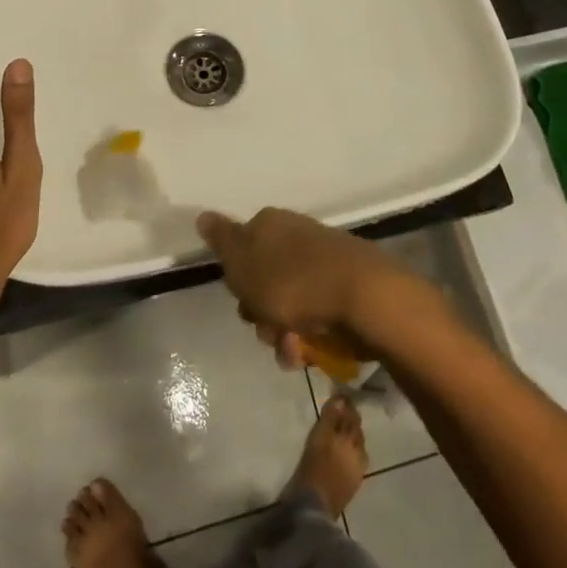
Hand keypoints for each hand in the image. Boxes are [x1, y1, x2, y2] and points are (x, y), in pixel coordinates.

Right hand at [196, 207, 425, 358]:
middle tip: (269, 331)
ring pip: (290, 303)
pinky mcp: (347, 286)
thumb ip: (221, 240)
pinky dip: (312, 335)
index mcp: (270, 224)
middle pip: (265, 281)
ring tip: (295, 351)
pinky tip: (314, 352)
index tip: (243, 303)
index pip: (241, 250)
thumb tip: (202, 215)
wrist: (364, 297)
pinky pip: (318, 313)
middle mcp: (296, 236)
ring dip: (285, 333)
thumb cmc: (292, 281)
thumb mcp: (243, 262)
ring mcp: (324, 260)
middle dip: (262, 314)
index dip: (238, 282)